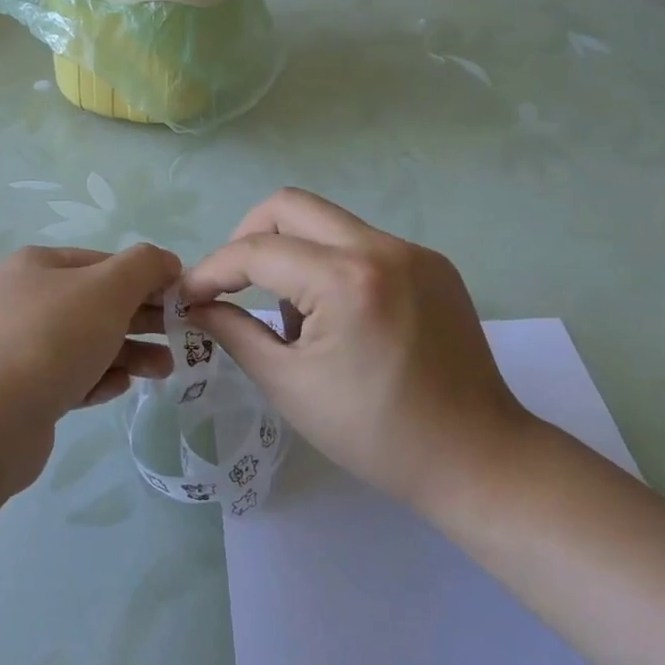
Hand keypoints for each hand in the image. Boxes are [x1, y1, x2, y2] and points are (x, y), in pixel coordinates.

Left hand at [0, 244, 178, 489]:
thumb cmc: (50, 339)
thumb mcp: (107, 288)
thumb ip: (144, 266)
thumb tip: (166, 261)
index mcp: (38, 265)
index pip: (105, 262)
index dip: (147, 278)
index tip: (182, 301)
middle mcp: (23, 300)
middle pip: (97, 304)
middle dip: (142, 320)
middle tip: (181, 338)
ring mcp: (17, 348)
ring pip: (86, 343)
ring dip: (128, 353)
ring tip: (163, 371)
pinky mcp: (20, 393)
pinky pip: (69, 378)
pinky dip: (98, 379)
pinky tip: (119, 388)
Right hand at [180, 189, 532, 512]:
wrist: (477, 458)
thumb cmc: (375, 434)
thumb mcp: (289, 385)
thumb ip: (233, 332)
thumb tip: (195, 305)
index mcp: (346, 279)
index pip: (257, 251)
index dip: (212, 270)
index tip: (188, 296)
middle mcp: (381, 247)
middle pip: (289, 205)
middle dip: (247, 238)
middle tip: (233, 283)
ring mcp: (413, 251)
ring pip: (327, 222)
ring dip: (291, 252)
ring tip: (294, 315)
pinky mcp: (432, 264)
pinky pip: (361, 243)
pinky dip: (330, 264)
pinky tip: (337, 315)